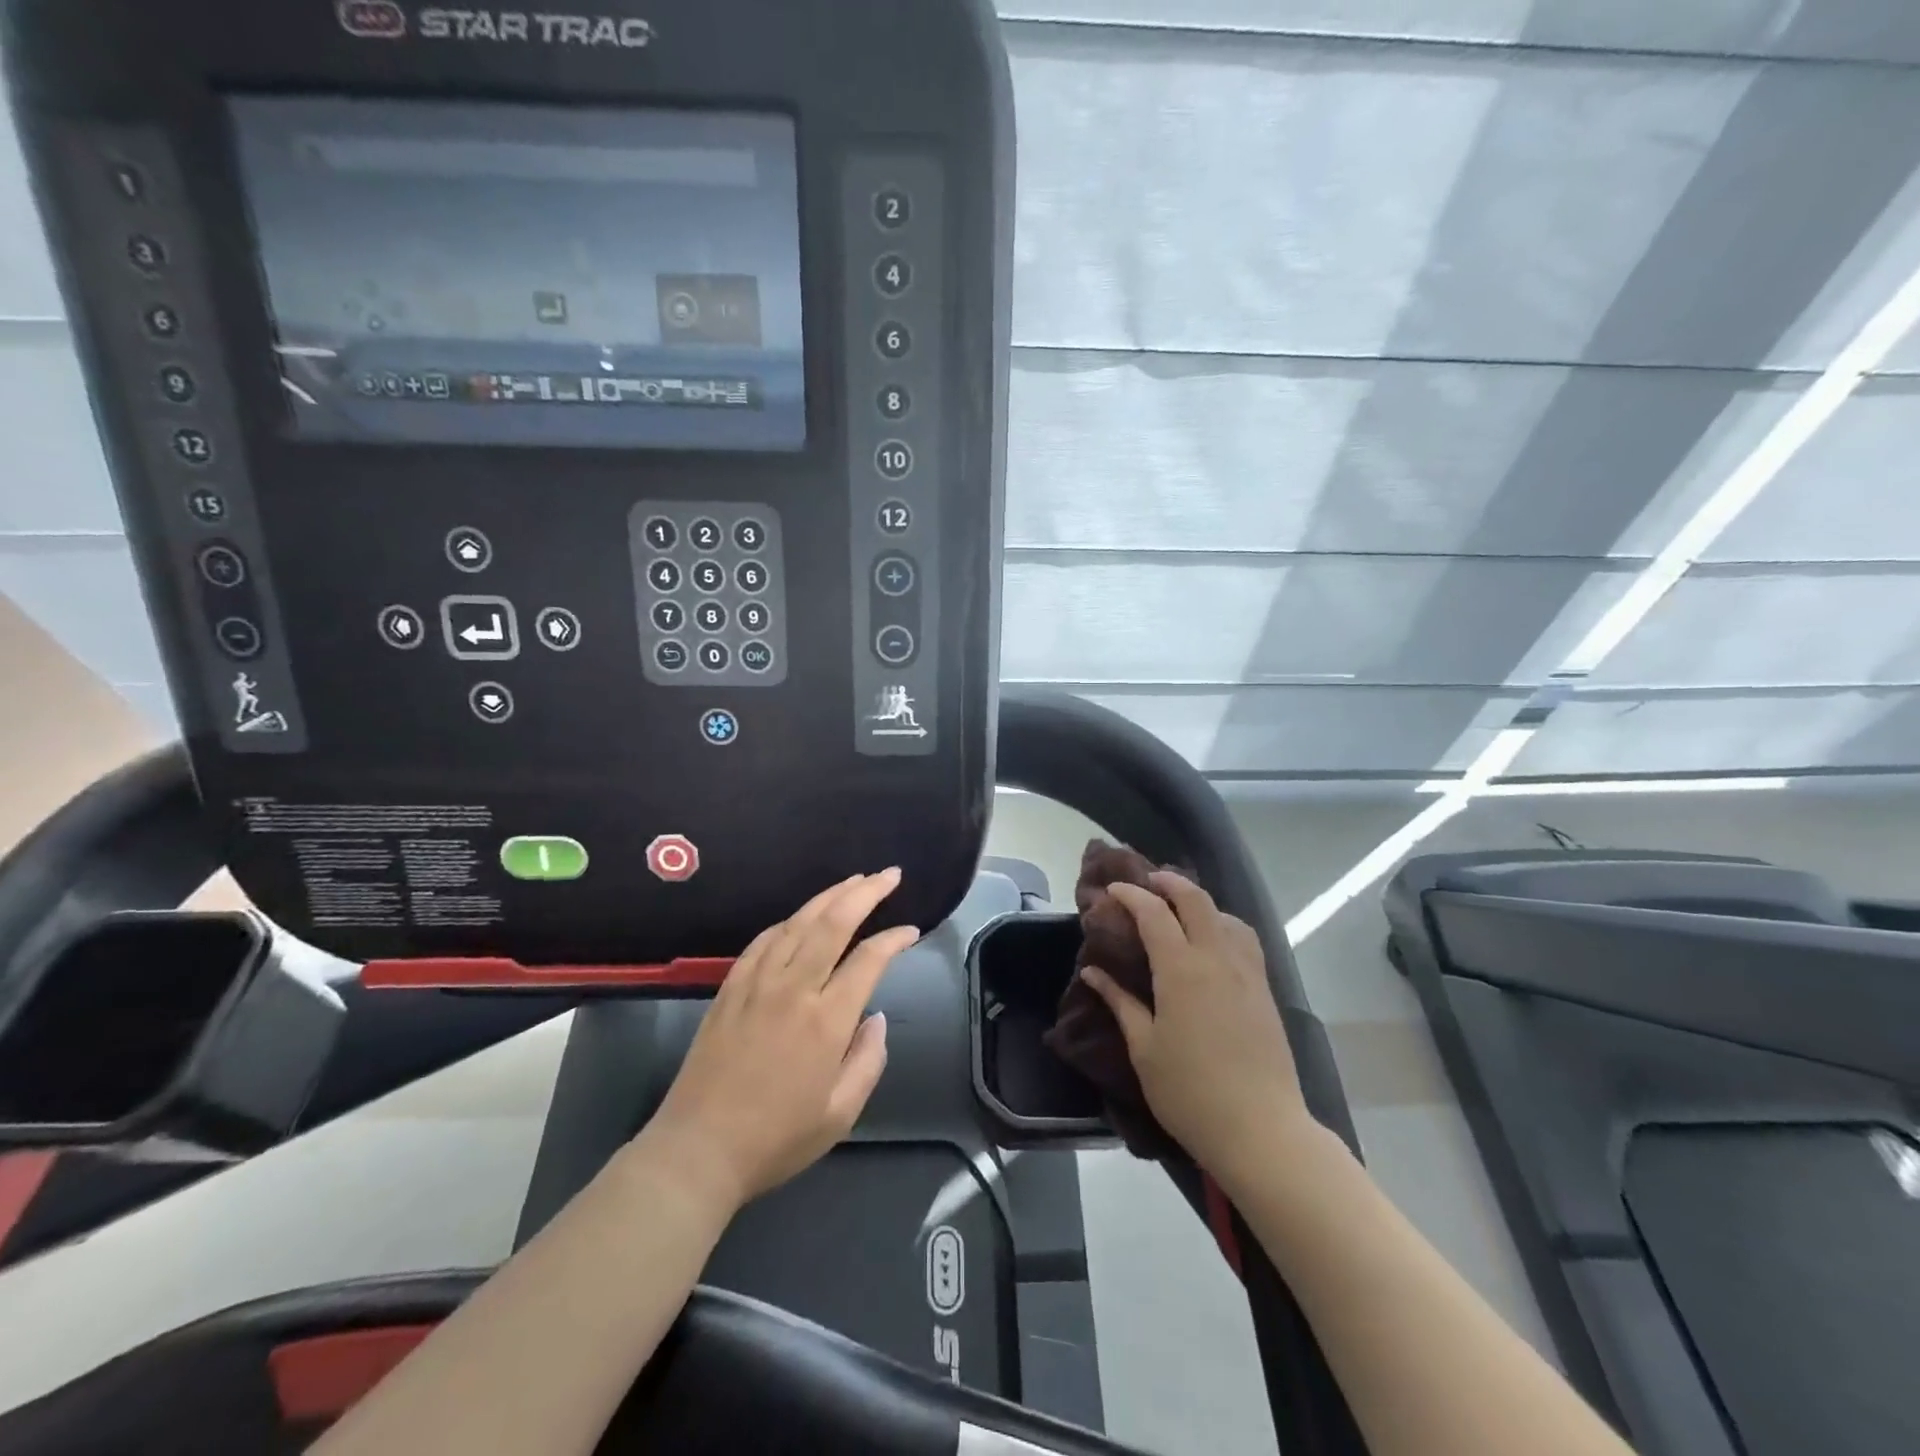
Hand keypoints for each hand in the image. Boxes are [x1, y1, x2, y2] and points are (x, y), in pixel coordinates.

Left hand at [643, 870, 919, 1211]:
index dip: (894, 939)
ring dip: (829, 896)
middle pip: (833, 922)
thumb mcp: (839, 1114)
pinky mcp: (730, 988)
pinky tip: (800, 917)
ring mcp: (757, 983)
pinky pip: (763, 940)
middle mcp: (793, 989)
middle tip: (889, 875)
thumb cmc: (776, 1139)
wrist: (697, 1150)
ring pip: (797, 922)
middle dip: (866, 892)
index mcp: (826, 1021)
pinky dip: (788, 921)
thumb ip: (868, 1061)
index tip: (911, 931)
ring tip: (854, 881)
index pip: (869, 960)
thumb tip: (876, 1018)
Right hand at [1080, 873, 1313, 1182]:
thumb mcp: (1143, 1048)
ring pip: (1225, 916)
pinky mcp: (1264, 990)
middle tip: (1147, 882)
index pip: (1154, 913)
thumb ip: (1119, 1002)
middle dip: (1169, 882)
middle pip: (1195, 900)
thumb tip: (1092, 971)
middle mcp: (1217, 958)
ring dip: (1199, 902)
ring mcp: (1246, 973)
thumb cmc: (1190, 1092)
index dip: (1131, 895)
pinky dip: (1223, 925)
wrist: (1262, 1130)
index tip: (1111, 891)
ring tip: (1180, 910)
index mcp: (1181, 969)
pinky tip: (1213, 943)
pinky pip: (1244, 940)